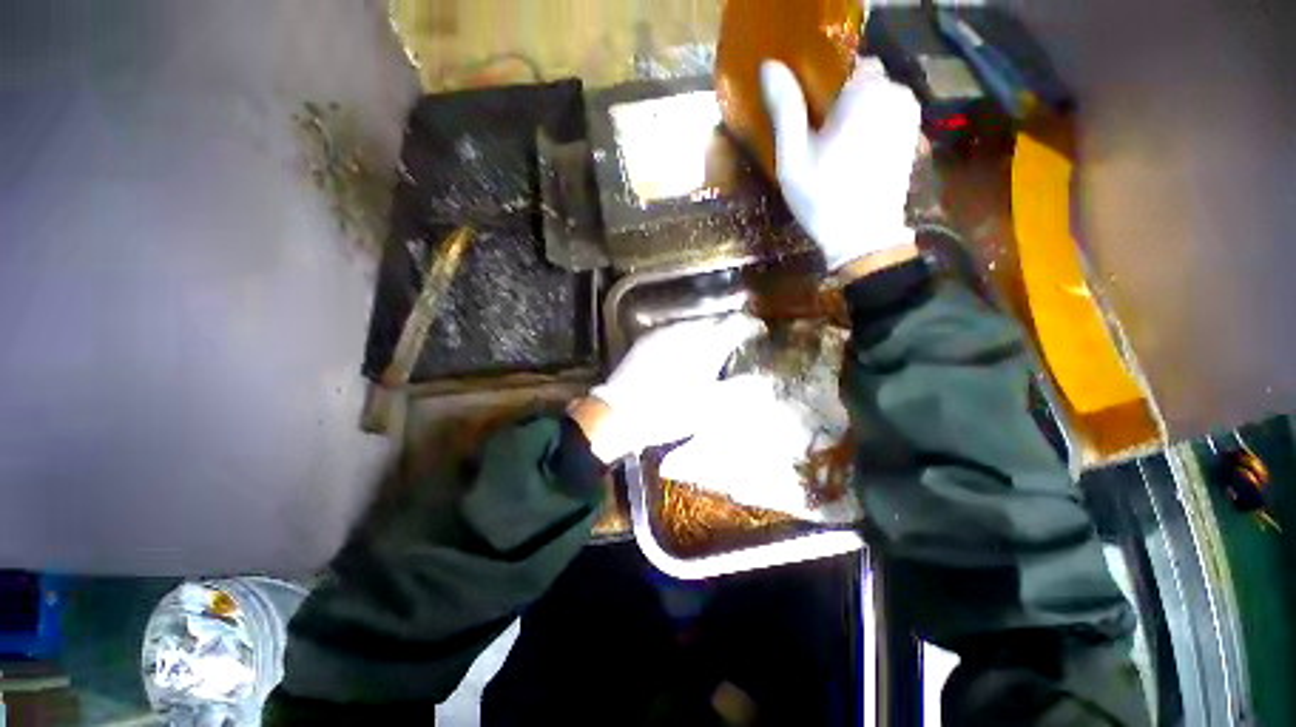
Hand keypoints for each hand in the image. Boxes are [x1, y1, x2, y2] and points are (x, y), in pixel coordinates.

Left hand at [576, 313, 763, 462]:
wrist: (621, 412)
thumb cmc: (669, 412)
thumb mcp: (710, 408)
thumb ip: (738, 390)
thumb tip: (760, 379)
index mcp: (705, 347)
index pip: (735, 325)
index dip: (750, 326)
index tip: (758, 331)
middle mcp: (685, 333)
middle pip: (713, 322)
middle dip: (727, 328)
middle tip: (734, 341)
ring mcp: (663, 334)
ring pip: (692, 324)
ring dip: (705, 331)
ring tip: (710, 344)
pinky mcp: (647, 340)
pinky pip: (673, 331)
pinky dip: (684, 336)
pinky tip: (683, 348)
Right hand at [760, 59, 921, 271]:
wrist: (862, 237)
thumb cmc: (822, 196)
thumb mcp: (794, 155)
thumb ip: (785, 107)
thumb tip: (769, 65)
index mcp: (866, 90)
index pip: (843, 65)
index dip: (823, 87)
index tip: (807, 116)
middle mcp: (896, 92)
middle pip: (861, 81)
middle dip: (840, 102)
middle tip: (817, 139)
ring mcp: (909, 115)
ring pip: (875, 99)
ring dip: (855, 115)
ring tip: (835, 151)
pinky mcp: (913, 136)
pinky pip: (886, 117)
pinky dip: (870, 128)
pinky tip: (854, 158)